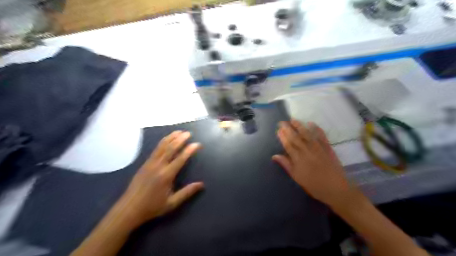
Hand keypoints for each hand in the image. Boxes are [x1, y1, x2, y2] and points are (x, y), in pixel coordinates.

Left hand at [116, 131, 203, 226]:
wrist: (129, 209)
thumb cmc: (152, 207)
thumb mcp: (172, 203)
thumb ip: (187, 192)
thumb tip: (201, 184)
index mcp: (166, 175)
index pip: (180, 158)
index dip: (190, 150)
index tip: (197, 144)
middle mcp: (158, 166)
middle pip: (170, 148)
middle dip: (180, 139)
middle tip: (188, 133)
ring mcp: (150, 163)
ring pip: (162, 146)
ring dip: (171, 137)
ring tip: (179, 131)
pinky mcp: (145, 163)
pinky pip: (156, 149)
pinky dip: (163, 142)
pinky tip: (167, 139)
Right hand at [272, 120, 353, 209]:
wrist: (336, 189)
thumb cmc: (314, 185)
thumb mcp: (297, 177)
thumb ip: (286, 165)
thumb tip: (274, 156)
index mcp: (298, 159)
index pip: (288, 144)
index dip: (282, 137)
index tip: (278, 130)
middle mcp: (307, 150)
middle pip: (295, 137)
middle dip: (288, 129)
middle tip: (282, 122)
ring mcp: (318, 148)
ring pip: (307, 134)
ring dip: (299, 126)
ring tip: (293, 119)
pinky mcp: (327, 148)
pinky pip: (321, 136)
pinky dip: (317, 129)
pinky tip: (311, 123)